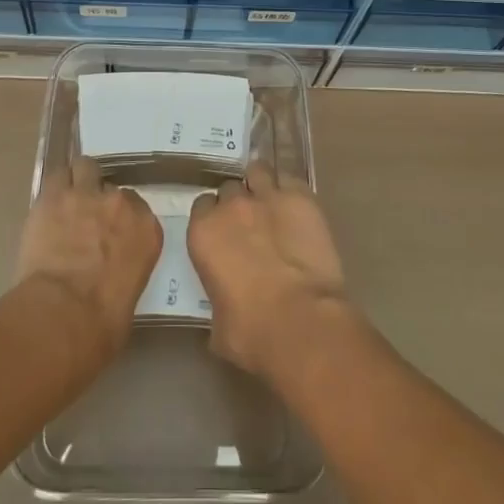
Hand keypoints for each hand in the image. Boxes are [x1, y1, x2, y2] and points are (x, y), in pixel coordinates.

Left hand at [16, 154, 162, 363]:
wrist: (64, 315)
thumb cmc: (102, 324)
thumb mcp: (130, 297)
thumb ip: (126, 270)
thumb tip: (112, 275)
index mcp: (147, 229)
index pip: (137, 208)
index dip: (120, 218)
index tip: (110, 231)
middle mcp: (120, 204)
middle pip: (111, 187)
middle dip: (99, 200)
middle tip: (86, 221)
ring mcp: (86, 194)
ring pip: (85, 167)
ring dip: (78, 181)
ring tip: (67, 201)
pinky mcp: (54, 196)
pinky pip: (56, 176)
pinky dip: (54, 186)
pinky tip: (47, 202)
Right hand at [187, 162, 351, 381]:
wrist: (302, 323)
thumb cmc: (252, 332)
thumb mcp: (218, 323)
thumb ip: (216, 298)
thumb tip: (225, 303)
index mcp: (204, 232)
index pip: (201, 206)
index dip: (213, 217)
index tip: (223, 232)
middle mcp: (231, 206)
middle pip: (230, 188)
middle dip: (238, 203)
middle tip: (250, 224)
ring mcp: (267, 196)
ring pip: (259, 171)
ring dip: (262, 184)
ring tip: (272, 203)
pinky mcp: (301, 197)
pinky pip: (291, 179)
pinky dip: (291, 190)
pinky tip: (297, 205)